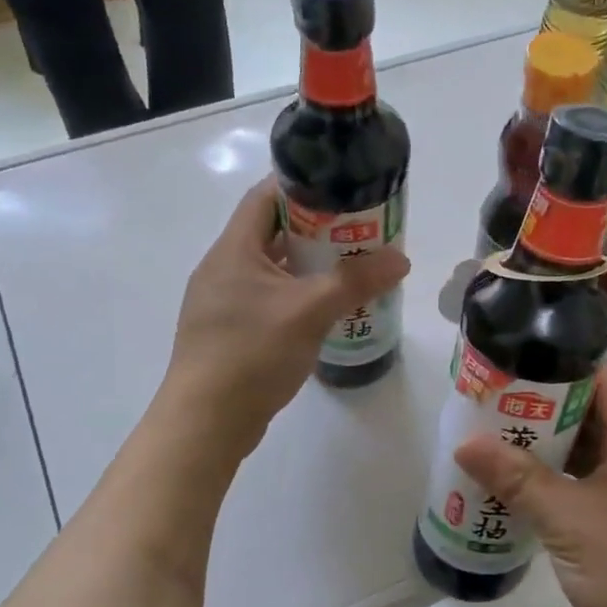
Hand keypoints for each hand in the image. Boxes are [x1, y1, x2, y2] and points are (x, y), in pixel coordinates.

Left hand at [161, 178, 409, 457]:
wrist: (207, 422)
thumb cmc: (251, 353)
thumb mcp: (309, 311)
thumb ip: (355, 281)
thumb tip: (400, 258)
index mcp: (234, 249)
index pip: (266, 196)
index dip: (304, 185)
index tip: (344, 188)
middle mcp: (224, 268)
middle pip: (273, 232)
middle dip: (318, 229)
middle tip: (360, 231)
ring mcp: (225, 302)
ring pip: (274, 270)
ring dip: (310, 266)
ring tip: (352, 268)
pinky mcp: (231, 332)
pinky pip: (270, 300)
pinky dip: (299, 296)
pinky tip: (327, 310)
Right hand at [454, 364, 606, 606]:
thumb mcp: (567, 520)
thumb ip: (517, 479)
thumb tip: (465, 444)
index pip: (604, 379)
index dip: (561, 364)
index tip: (515, 366)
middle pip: (593, 413)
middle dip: (544, 407)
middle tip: (494, 406)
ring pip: (591, 450)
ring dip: (551, 446)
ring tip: (500, 441)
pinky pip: (592, 481)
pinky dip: (561, 478)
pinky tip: (526, 489)